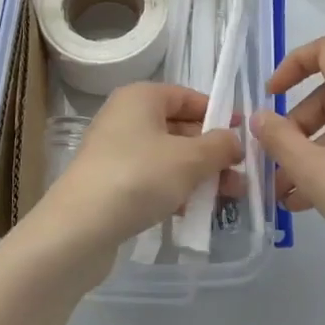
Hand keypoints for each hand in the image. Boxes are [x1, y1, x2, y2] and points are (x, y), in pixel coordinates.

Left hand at [22, 83, 241, 288]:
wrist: (78, 228)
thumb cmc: (138, 177)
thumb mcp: (189, 159)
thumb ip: (219, 146)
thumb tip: (234, 140)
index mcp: (141, 97)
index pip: (188, 97)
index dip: (218, 114)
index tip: (245, 135)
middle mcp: (126, 117)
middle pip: (179, 128)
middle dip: (212, 152)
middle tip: (242, 175)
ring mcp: (116, 151)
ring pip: (168, 157)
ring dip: (199, 175)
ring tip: (230, 198)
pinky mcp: (111, 183)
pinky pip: (152, 179)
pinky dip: (176, 191)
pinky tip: (197, 213)